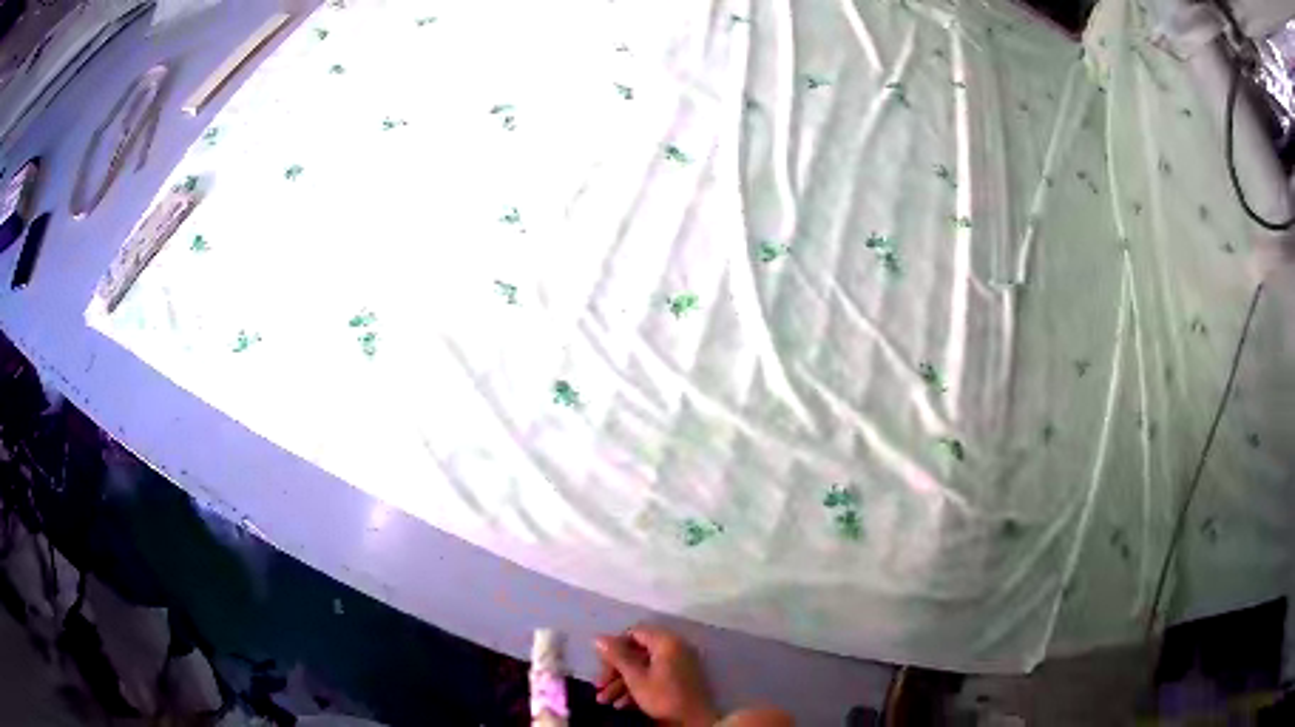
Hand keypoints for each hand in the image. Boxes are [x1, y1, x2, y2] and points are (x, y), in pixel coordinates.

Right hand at [595, 626, 718, 725]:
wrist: (694, 721)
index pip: (634, 633)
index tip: (600, 664)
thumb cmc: (663, 697)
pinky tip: (622, 705)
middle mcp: (674, 648)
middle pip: (637, 653)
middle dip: (615, 671)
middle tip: (598, 686)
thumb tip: (598, 638)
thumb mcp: (635, 678)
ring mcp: (678, 665)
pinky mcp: (679, 680)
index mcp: (666, 642)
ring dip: (621, 683)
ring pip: (643, 668)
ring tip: (605, 701)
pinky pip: (654, 677)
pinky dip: (637, 689)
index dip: (614, 647)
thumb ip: (616, 656)